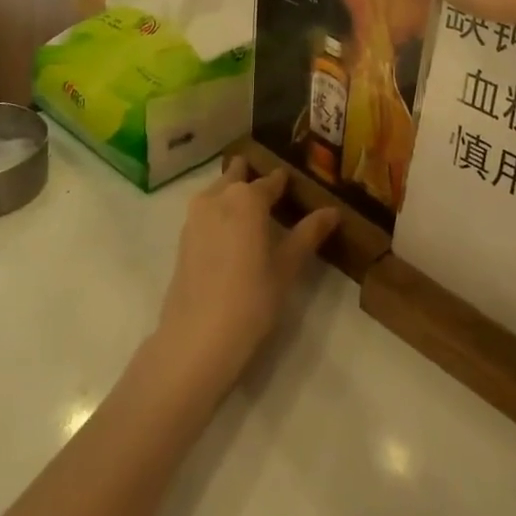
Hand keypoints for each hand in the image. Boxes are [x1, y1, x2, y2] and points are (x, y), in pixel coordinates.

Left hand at [150, 158, 340, 399]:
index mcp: (247, 197)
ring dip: (234, 194)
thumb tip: (332, 211)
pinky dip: (220, 213)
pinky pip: (206, 212)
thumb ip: (309, 233)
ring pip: (219, 192)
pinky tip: (232, 234)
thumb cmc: (251, 299)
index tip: (296, 185)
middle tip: (273, 193)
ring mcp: (195, 216)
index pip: (272, 180)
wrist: (196, 339)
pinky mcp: (182, 238)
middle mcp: (218, 197)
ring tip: (254, 214)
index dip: (285, 182)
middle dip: (253, 178)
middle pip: (238, 177)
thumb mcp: (287, 267)